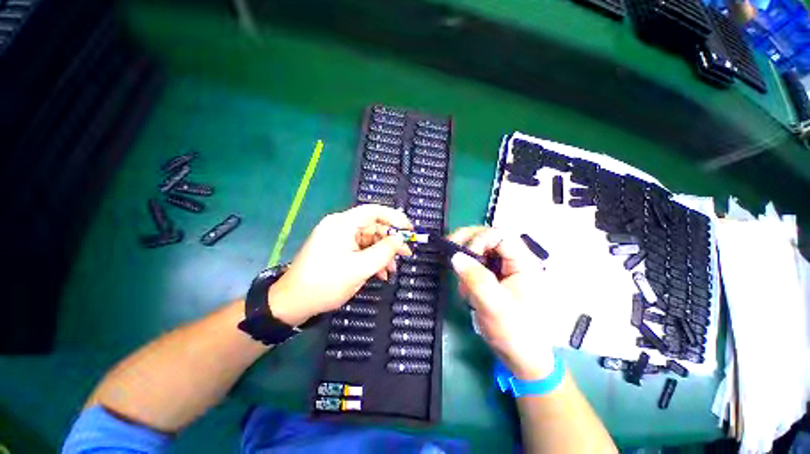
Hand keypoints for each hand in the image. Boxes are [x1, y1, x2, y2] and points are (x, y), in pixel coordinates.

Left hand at [268, 204, 412, 325]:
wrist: (293, 302)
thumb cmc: (326, 283)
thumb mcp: (360, 268)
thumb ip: (384, 252)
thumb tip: (400, 240)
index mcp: (343, 224)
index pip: (374, 211)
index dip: (395, 218)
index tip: (410, 229)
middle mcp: (340, 226)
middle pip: (373, 227)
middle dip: (391, 241)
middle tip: (407, 254)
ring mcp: (338, 238)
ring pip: (369, 240)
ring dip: (382, 254)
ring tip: (392, 270)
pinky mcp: (337, 249)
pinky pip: (360, 249)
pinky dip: (372, 259)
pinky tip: (380, 273)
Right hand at [449, 227, 554, 379]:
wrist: (522, 358)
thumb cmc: (516, 333)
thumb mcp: (494, 306)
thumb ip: (475, 279)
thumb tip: (455, 256)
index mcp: (524, 263)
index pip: (500, 235)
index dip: (478, 240)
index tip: (463, 257)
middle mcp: (515, 260)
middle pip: (488, 237)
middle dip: (467, 244)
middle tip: (450, 254)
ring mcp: (505, 268)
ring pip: (480, 249)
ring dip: (465, 261)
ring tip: (463, 285)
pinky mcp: (496, 277)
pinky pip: (477, 264)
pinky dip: (466, 272)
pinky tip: (466, 290)